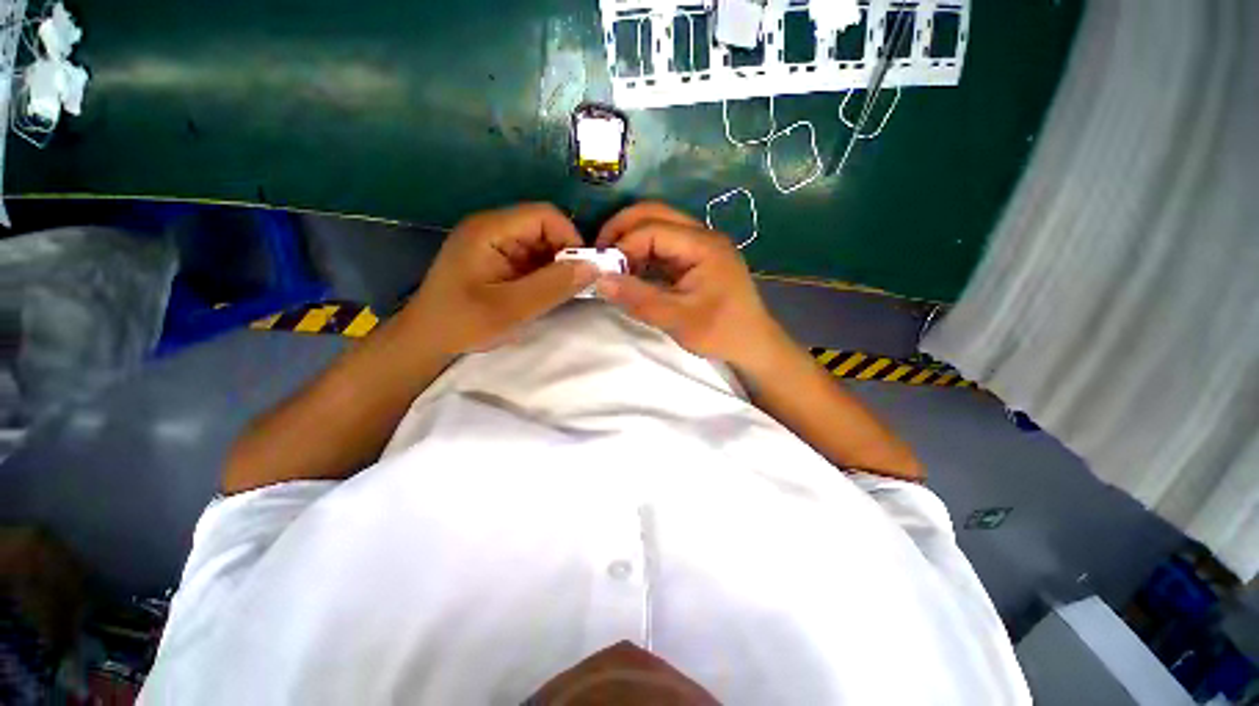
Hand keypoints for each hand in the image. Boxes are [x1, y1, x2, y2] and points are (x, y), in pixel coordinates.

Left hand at [402, 203, 597, 355]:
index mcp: (490, 230)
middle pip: (544, 228)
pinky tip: (544, 294)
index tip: (583, 271)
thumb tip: (594, 267)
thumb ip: (554, 286)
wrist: (426, 340)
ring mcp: (493, 244)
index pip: (544, 216)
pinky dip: (544, 274)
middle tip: (573, 287)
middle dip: (564, 256)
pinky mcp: (496, 260)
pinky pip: (530, 259)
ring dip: (555, 267)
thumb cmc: (463, 323)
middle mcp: (492, 229)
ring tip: (559, 293)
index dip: (570, 239)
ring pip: (540, 245)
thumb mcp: (512, 308)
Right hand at [595, 202, 789, 372]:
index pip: (653, 229)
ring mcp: (700, 246)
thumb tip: (599, 280)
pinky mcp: (696, 259)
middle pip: (655, 214)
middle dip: (622, 230)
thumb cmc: (721, 332)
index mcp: (703, 245)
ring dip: (631, 242)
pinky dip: (642, 255)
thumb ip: (638, 298)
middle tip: (600, 255)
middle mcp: (702, 236)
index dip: (623, 244)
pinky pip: (663, 247)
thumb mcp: (677, 319)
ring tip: (612, 266)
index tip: (601, 269)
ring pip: (657, 227)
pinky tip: (631, 272)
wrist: (753, 344)